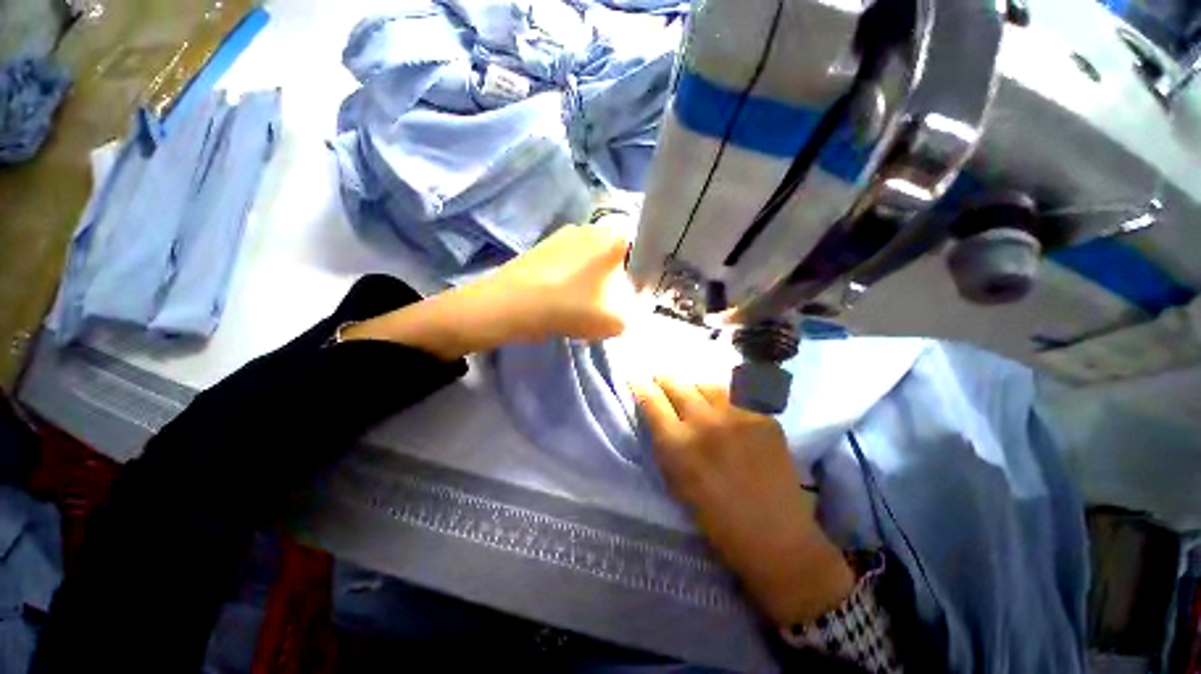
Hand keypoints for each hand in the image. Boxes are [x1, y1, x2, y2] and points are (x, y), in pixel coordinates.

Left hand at [344, 224, 634, 358]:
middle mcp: (592, 226)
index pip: (646, 245)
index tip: (643, 289)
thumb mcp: (616, 320)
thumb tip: (636, 305)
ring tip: (592, 301)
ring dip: (600, 276)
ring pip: (596, 255)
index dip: (648, 269)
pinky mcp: (546, 246)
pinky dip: (579, 275)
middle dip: (623, 275)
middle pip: (621, 251)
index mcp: (614, 236)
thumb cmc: (569, 307)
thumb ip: (636, 312)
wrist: (509, 306)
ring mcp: (566, 234)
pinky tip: (570, 295)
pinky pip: (575, 259)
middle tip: (618, 299)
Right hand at [632, 377, 854, 625]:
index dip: (641, 387)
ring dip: (695, 388)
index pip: (651, 401)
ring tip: (694, 394)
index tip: (637, 380)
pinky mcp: (763, 416)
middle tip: (661, 378)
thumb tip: (657, 414)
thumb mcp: (675, 481)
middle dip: (664, 379)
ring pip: (706, 384)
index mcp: (678, 444)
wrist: (774, 535)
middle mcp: (704, 422)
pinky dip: (724, 399)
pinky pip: (736, 396)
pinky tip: (726, 410)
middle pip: (677, 385)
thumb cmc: (715, 517)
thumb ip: (664, 443)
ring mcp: (737, 415)